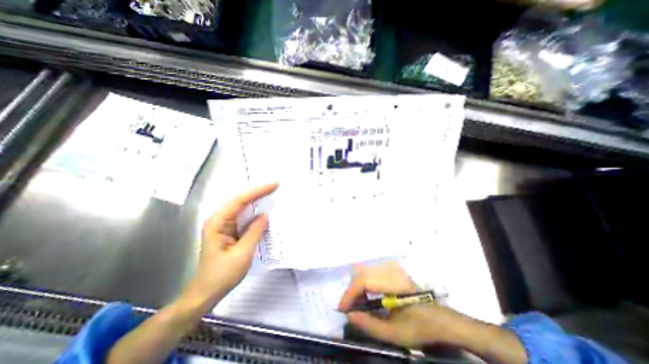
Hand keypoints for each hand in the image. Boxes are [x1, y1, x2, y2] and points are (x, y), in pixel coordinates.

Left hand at [179, 183, 278, 308]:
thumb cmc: (221, 275)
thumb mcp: (242, 254)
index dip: (258, 191)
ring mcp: (225, 226)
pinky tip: (266, 212)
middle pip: (241, 201)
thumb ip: (254, 232)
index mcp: (218, 223)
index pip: (240, 201)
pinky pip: (245, 218)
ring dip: (258, 202)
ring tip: (273, 195)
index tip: (274, 185)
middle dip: (259, 193)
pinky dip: (256, 214)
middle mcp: (220, 220)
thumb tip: (265, 216)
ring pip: (243, 208)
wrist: (206, 293)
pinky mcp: (231, 232)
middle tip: (276, 187)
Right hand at [338, 260, 469, 347]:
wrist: (442, 319)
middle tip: (349, 309)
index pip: (364, 281)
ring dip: (357, 287)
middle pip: (362, 273)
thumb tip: (349, 315)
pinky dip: (364, 284)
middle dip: (352, 291)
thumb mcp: (396, 333)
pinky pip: (371, 272)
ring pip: (365, 271)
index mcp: (394, 283)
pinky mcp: (392, 269)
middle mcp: (391, 270)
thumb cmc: (421, 327)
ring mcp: (392, 267)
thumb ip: (370, 325)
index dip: (350, 294)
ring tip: (357, 305)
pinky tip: (366, 297)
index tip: (342, 309)